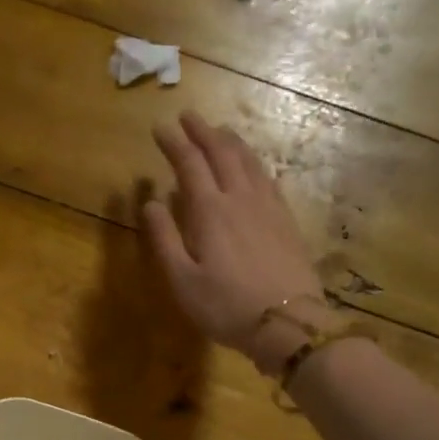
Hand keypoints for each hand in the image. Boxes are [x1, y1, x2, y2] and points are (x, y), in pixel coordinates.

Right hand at [143, 112, 330, 373]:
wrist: (288, 323)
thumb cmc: (225, 306)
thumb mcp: (182, 280)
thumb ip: (164, 239)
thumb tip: (151, 202)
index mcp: (210, 211)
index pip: (189, 165)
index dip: (174, 143)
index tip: (160, 127)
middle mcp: (240, 198)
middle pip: (221, 154)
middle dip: (203, 132)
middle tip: (189, 116)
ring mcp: (268, 207)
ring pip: (248, 161)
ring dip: (231, 142)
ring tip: (220, 131)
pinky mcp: (286, 221)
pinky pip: (268, 179)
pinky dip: (255, 163)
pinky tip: (253, 166)